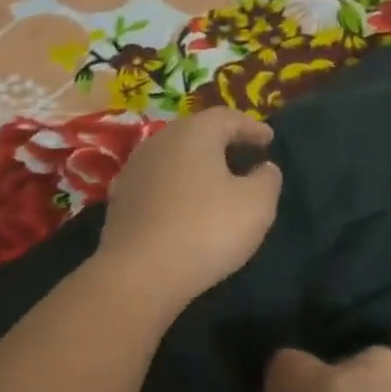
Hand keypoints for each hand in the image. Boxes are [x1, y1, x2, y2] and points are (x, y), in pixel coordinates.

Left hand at [98, 108, 281, 314]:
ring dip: (198, 166)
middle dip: (223, 143)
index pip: (228, 118)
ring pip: (175, 158)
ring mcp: (135, 170)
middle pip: (197, 133)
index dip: (252, 127)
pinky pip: (159, 184)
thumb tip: (264, 168)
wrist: (140, 273)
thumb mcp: (257, 204)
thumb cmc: (207, 229)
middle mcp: (160, 141)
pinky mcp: (122, 200)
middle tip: (245, 156)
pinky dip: (178, 188)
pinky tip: (188, 207)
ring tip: (219, 183)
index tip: (269, 140)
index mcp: (194, 133)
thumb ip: (267, 179)